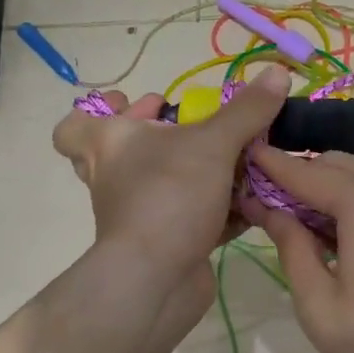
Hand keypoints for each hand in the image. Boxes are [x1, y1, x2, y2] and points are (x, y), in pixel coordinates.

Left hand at [52, 69, 290, 326]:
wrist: (155, 280)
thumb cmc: (169, 195)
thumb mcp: (213, 144)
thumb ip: (246, 111)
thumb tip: (278, 72)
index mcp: (110, 145)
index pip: (75, 126)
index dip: (98, 111)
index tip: (131, 103)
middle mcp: (115, 178)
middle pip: (121, 153)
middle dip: (159, 138)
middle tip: (186, 126)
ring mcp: (138, 215)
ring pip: (159, 186)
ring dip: (192, 174)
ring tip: (233, 160)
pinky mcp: (164, 244)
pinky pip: (189, 219)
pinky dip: (215, 211)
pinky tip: (249, 204)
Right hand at [239, 146, 353, 352]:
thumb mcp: (320, 306)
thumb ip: (291, 247)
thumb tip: (267, 208)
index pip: (306, 172)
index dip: (271, 165)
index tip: (242, 156)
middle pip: (336, 164)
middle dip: (300, 176)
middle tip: (266, 204)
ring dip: (328, 188)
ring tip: (297, 222)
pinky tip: (338, 233)